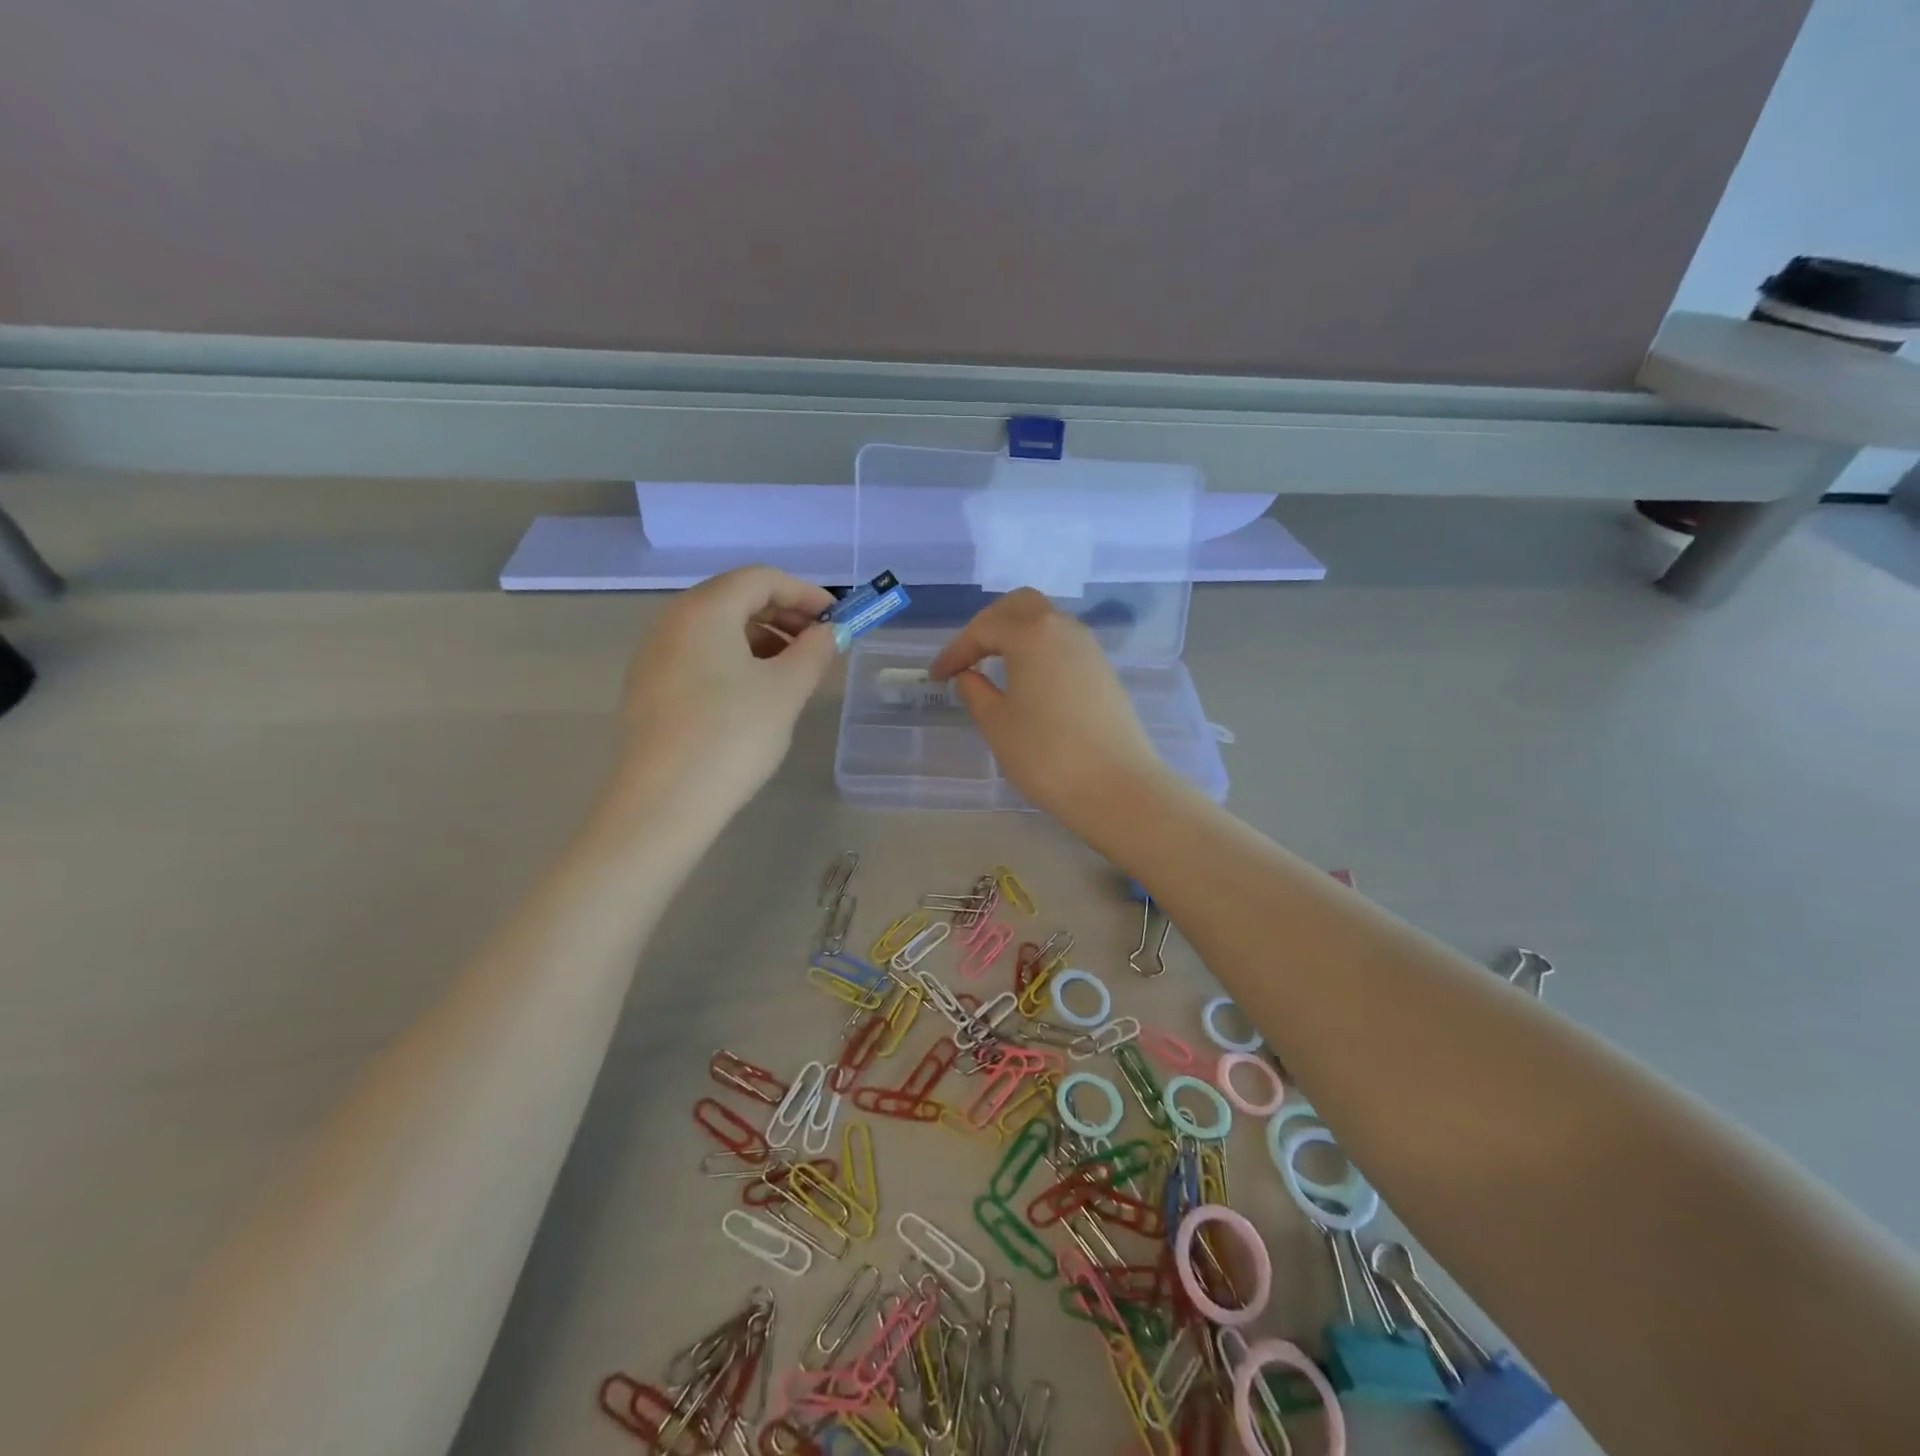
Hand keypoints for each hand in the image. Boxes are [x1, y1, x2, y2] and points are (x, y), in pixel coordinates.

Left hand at [612, 566, 836, 822]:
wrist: (662, 803)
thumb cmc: (732, 735)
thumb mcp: (786, 690)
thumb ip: (814, 652)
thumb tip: (828, 634)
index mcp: (704, 611)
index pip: (760, 579)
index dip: (804, 593)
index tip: (837, 619)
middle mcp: (672, 623)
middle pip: (735, 599)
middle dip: (783, 614)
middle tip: (819, 644)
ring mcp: (654, 657)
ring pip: (717, 630)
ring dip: (762, 639)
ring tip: (793, 671)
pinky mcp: (650, 689)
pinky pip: (700, 656)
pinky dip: (735, 660)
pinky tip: (756, 694)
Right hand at [927, 588, 1168, 826]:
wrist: (1116, 786)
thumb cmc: (1046, 754)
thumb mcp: (996, 724)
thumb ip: (975, 692)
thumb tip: (968, 676)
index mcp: (1032, 633)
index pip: (983, 628)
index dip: (955, 651)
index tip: (937, 677)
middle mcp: (1064, 628)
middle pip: (1020, 606)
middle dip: (988, 625)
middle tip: (968, 656)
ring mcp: (1089, 648)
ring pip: (1046, 622)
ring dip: (1016, 635)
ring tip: (994, 667)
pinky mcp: (1104, 671)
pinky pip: (1063, 644)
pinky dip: (1038, 651)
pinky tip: (1027, 682)